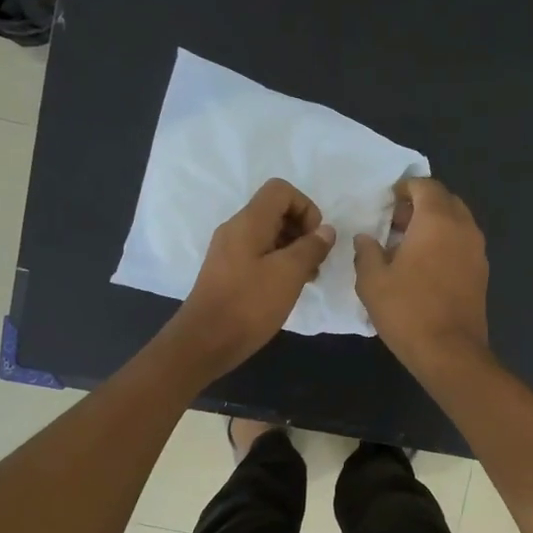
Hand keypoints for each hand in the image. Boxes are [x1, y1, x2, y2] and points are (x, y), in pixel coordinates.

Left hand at [167, 178, 335, 377]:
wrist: (205, 341)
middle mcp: (236, 229)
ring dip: (293, 250)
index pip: (281, 191)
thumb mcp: (289, 274)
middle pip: (276, 211)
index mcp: (248, 222)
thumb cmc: (250, 304)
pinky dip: (278, 264)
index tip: (315, 240)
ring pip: (269, 235)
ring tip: (306, 279)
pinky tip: (287, 289)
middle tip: (315, 263)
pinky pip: (258, 255)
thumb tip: (326, 230)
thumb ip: (311, 247)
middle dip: (302, 231)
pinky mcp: (227, 272)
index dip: (306, 208)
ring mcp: (229, 251)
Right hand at [355, 177, 490, 378]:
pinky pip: (463, 244)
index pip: (425, 186)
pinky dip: (446, 243)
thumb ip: (367, 252)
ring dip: (435, 225)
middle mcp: (463, 228)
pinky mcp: (482, 273)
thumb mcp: (372, 281)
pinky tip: (425, 266)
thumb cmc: (407, 311)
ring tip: (408, 245)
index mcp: (437, 220)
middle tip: (396, 222)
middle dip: (421, 205)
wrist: (450, 352)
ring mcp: (477, 251)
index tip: (389, 200)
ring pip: (457, 223)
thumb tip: (366, 238)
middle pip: (445, 201)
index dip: (406, 188)